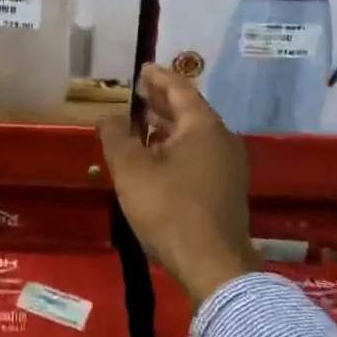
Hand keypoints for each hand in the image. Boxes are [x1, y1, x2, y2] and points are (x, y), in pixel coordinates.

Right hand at [97, 64, 256, 306]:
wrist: (213, 266)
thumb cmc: (169, 208)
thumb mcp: (131, 169)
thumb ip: (116, 136)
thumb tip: (108, 116)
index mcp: (203, 125)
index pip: (179, 89)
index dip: (158, 77)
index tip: (141, 69)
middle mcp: (222, 138)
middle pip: (189, 110)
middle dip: (161, 101)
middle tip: (137, 94)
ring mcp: (229, 165)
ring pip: (195, 134)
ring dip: (168, 126)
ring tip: (141, 124)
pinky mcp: (227, 189)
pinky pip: (200, 153)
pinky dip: (177, 146)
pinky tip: (157, 157)